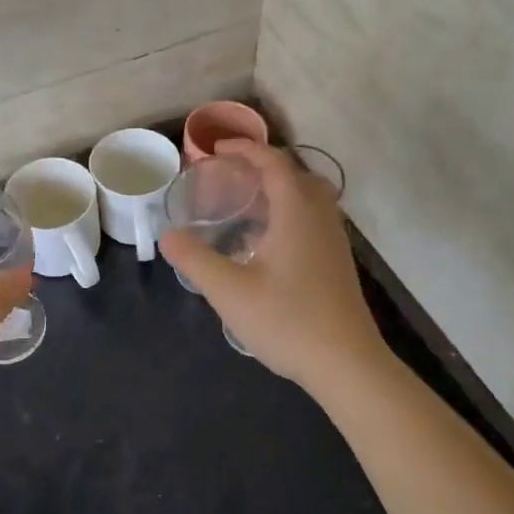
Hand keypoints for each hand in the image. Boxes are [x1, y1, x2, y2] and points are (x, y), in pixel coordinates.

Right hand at [159, 139, 387, 392]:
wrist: (347, 364)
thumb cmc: (288, 321)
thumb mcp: (230, 291)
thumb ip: (195, 259)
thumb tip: (167, 235)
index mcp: (297, 212)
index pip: (274, 162)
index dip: (245, 148)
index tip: (216, 149)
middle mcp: (320, 217)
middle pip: (296, 173)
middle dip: (262, 165)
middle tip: (230, 174)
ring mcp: (334, 240)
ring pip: (309, 196)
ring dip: (279, 188)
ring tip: (247, 202)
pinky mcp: (338, 261)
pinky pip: (314, 217)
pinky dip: (290, 210)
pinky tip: (267, 240)